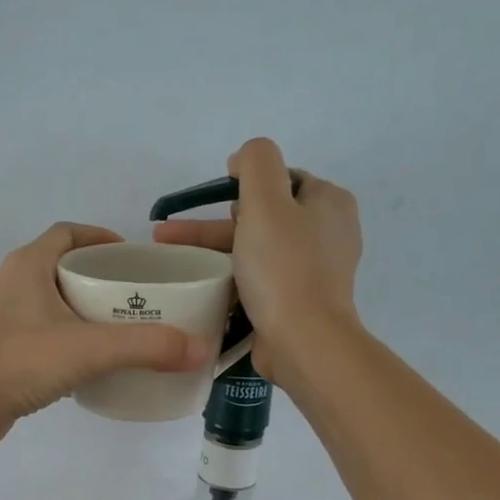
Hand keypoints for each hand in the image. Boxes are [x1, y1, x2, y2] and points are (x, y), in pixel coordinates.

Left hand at [0, 223, 209, 444]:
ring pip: (47, 299)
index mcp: (27, 265)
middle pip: (59, 265)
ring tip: (114, 326)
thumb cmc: (21, 362)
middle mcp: (9, 283)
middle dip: (96, 275)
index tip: (129, 256)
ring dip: (78, 306)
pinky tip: (84, 359)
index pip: (67, 233)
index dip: (100, 236)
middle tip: (131, 295)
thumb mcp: (91, 349)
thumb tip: (199, 349)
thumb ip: (147, 347)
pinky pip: (37, 329)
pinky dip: (63, 334)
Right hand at [152, 138, 361, 386]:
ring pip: (255, 250)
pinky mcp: (297, 301)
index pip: (281, 179)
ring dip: (213, 251)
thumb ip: (256, 163)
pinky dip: (229, 278)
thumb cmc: (283, 269)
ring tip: (170, 260)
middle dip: (212, 224)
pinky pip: (258, 280)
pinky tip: (201, 285)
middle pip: (262, 216)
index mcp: (329, 203)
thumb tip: (244, 157)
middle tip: (170, 234)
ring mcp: (313, 270)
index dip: (244, 184)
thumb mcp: (266, 202)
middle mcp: (327, 233)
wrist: (303, 342)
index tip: (212, 200)